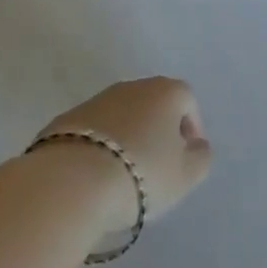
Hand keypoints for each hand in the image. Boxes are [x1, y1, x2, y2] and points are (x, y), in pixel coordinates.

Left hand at [37, 78, 212, 228]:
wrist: (70, 181)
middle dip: (158, 130)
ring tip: (123, 174)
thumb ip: (200, 158)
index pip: (188, 101)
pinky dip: (99, 147)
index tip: (185, 158)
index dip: (191, 128)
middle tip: (156, 166)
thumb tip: (196, 146)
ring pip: (122, 116)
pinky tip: (94, 175)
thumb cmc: (140, 174)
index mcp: (166, 91)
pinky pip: (93, 131)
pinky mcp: (66, 119)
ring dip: (127, 137)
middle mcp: (133, 86)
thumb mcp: (185, 175)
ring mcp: (97, 100)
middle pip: (153, 104)